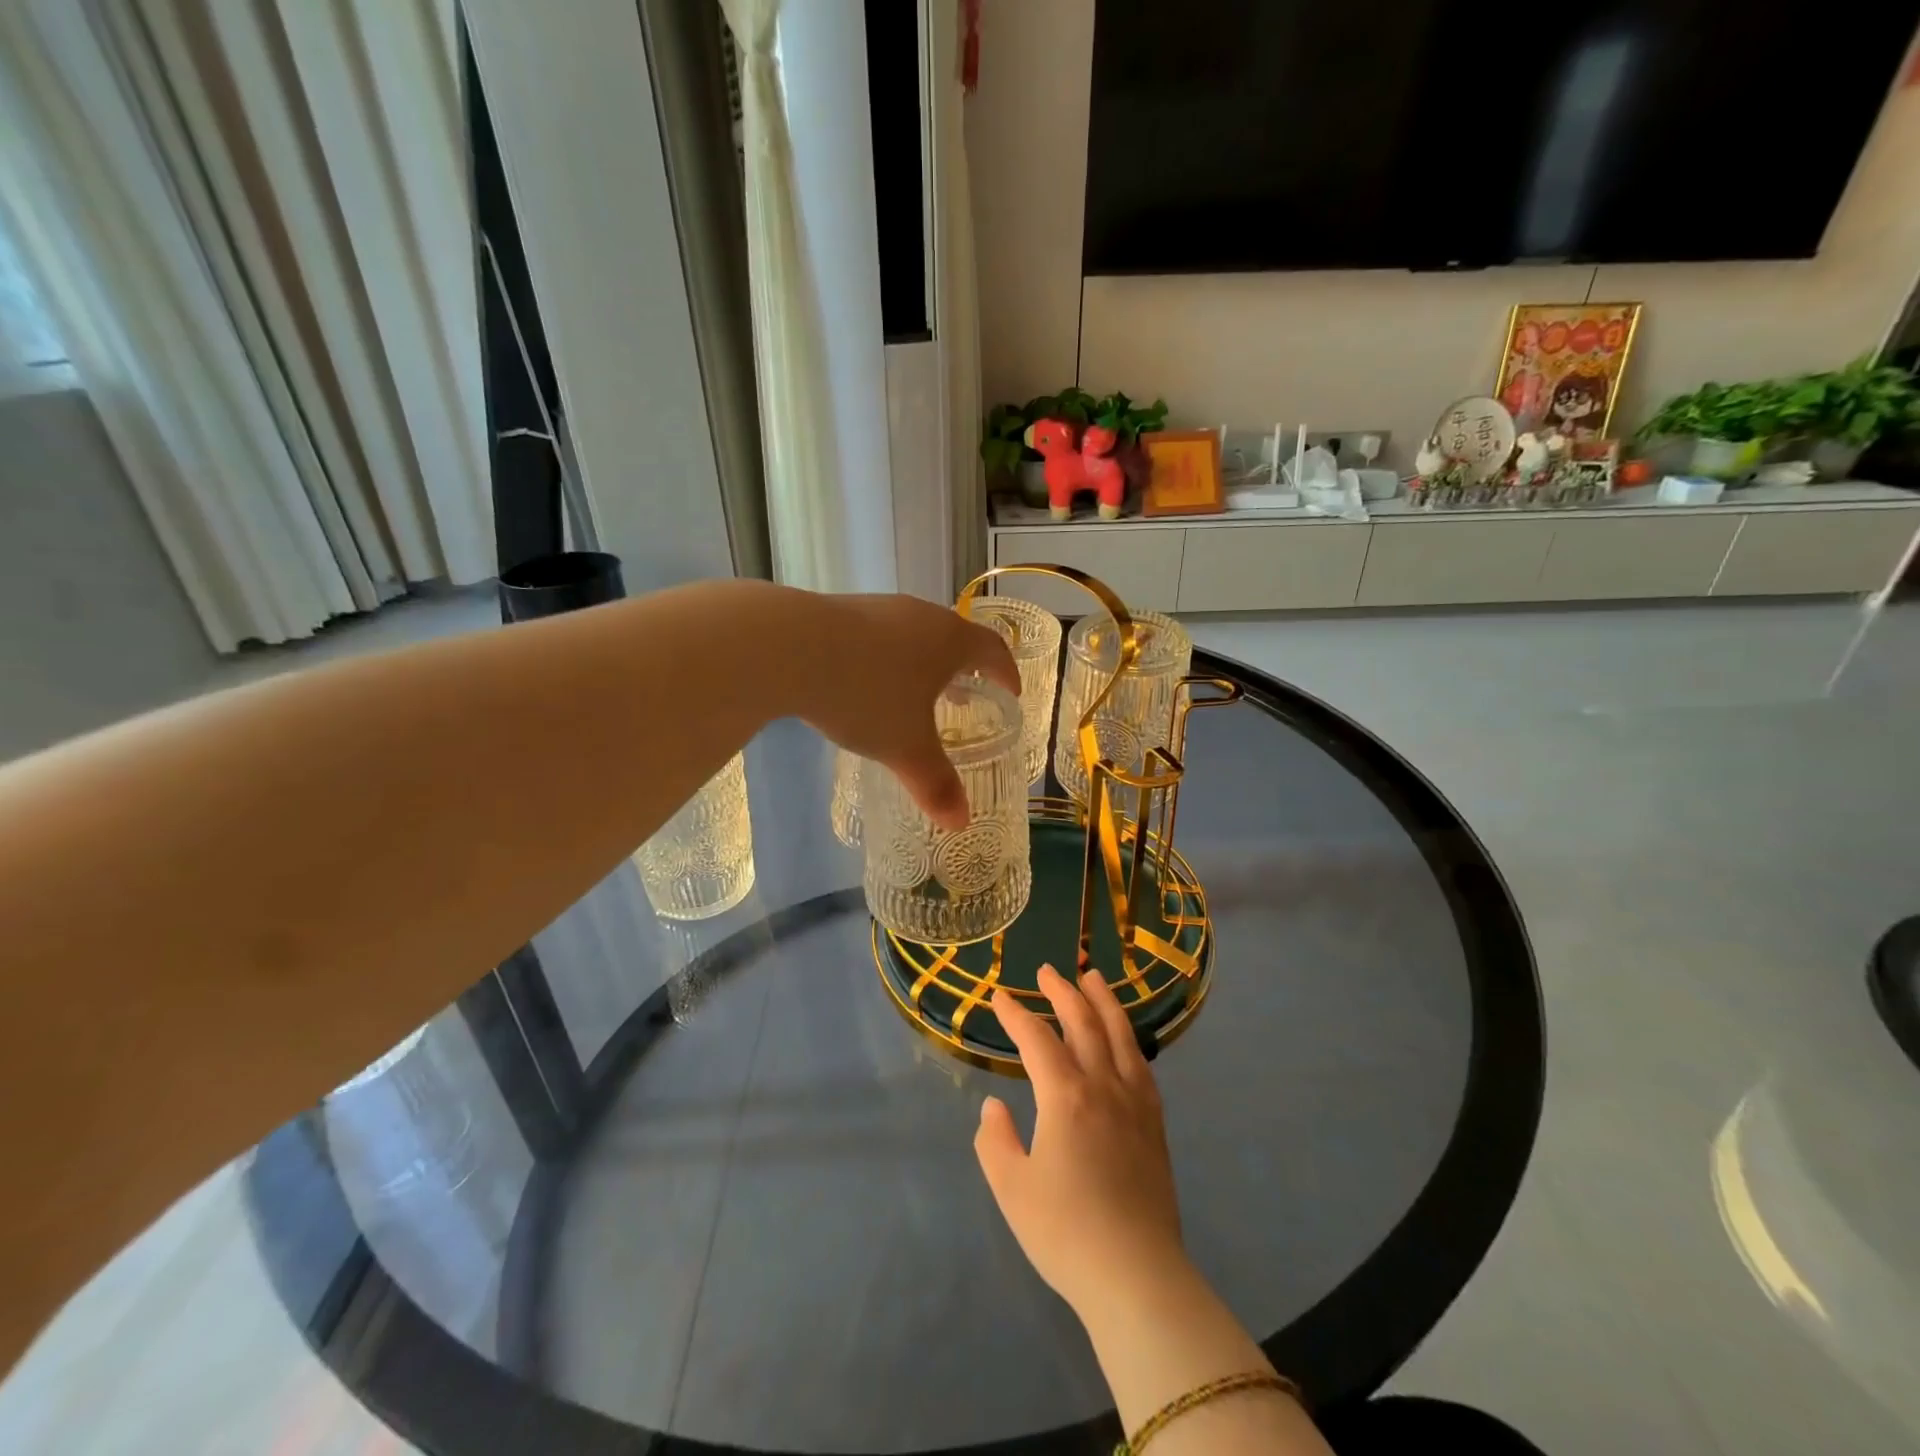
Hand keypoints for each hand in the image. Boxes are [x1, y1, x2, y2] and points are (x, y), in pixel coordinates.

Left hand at [800, 593, 1018, 829]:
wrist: (788, 646)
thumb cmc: (866, 695)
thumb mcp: (905, 747)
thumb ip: (935, 784)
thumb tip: (960, 823)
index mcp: (949, 640)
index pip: (993, 650)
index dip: (1006, 673)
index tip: (1011, 692)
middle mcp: (920, 615)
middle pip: (954, 638)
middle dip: (962, 669)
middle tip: (962, 698)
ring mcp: (878, 608)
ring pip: (914, 635)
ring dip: (922, 663)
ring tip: (914, 693)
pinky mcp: (840, 610)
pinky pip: (878, 635)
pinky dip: (886, 658)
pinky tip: (865, 682)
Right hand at [973, 965, 1189, 1318]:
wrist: (1136, 1276)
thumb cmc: (1066, 1233)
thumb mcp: (1012, 1189)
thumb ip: (995, 1141)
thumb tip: (994, 1108)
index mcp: (1065, 1096)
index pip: (1036, 1039)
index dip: (1015, 1014)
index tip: (998, 997)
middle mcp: (1103, 1086)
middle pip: (1083, 1023)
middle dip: (1062, 992)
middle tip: (1048, 970)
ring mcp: (1134, 1102)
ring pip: (1120, 1035)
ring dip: (1103, 1001)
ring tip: (1094, 977)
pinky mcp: (1155, 1123)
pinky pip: (1142, 1065)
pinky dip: (1129, 1039)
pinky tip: (1124, 1038)